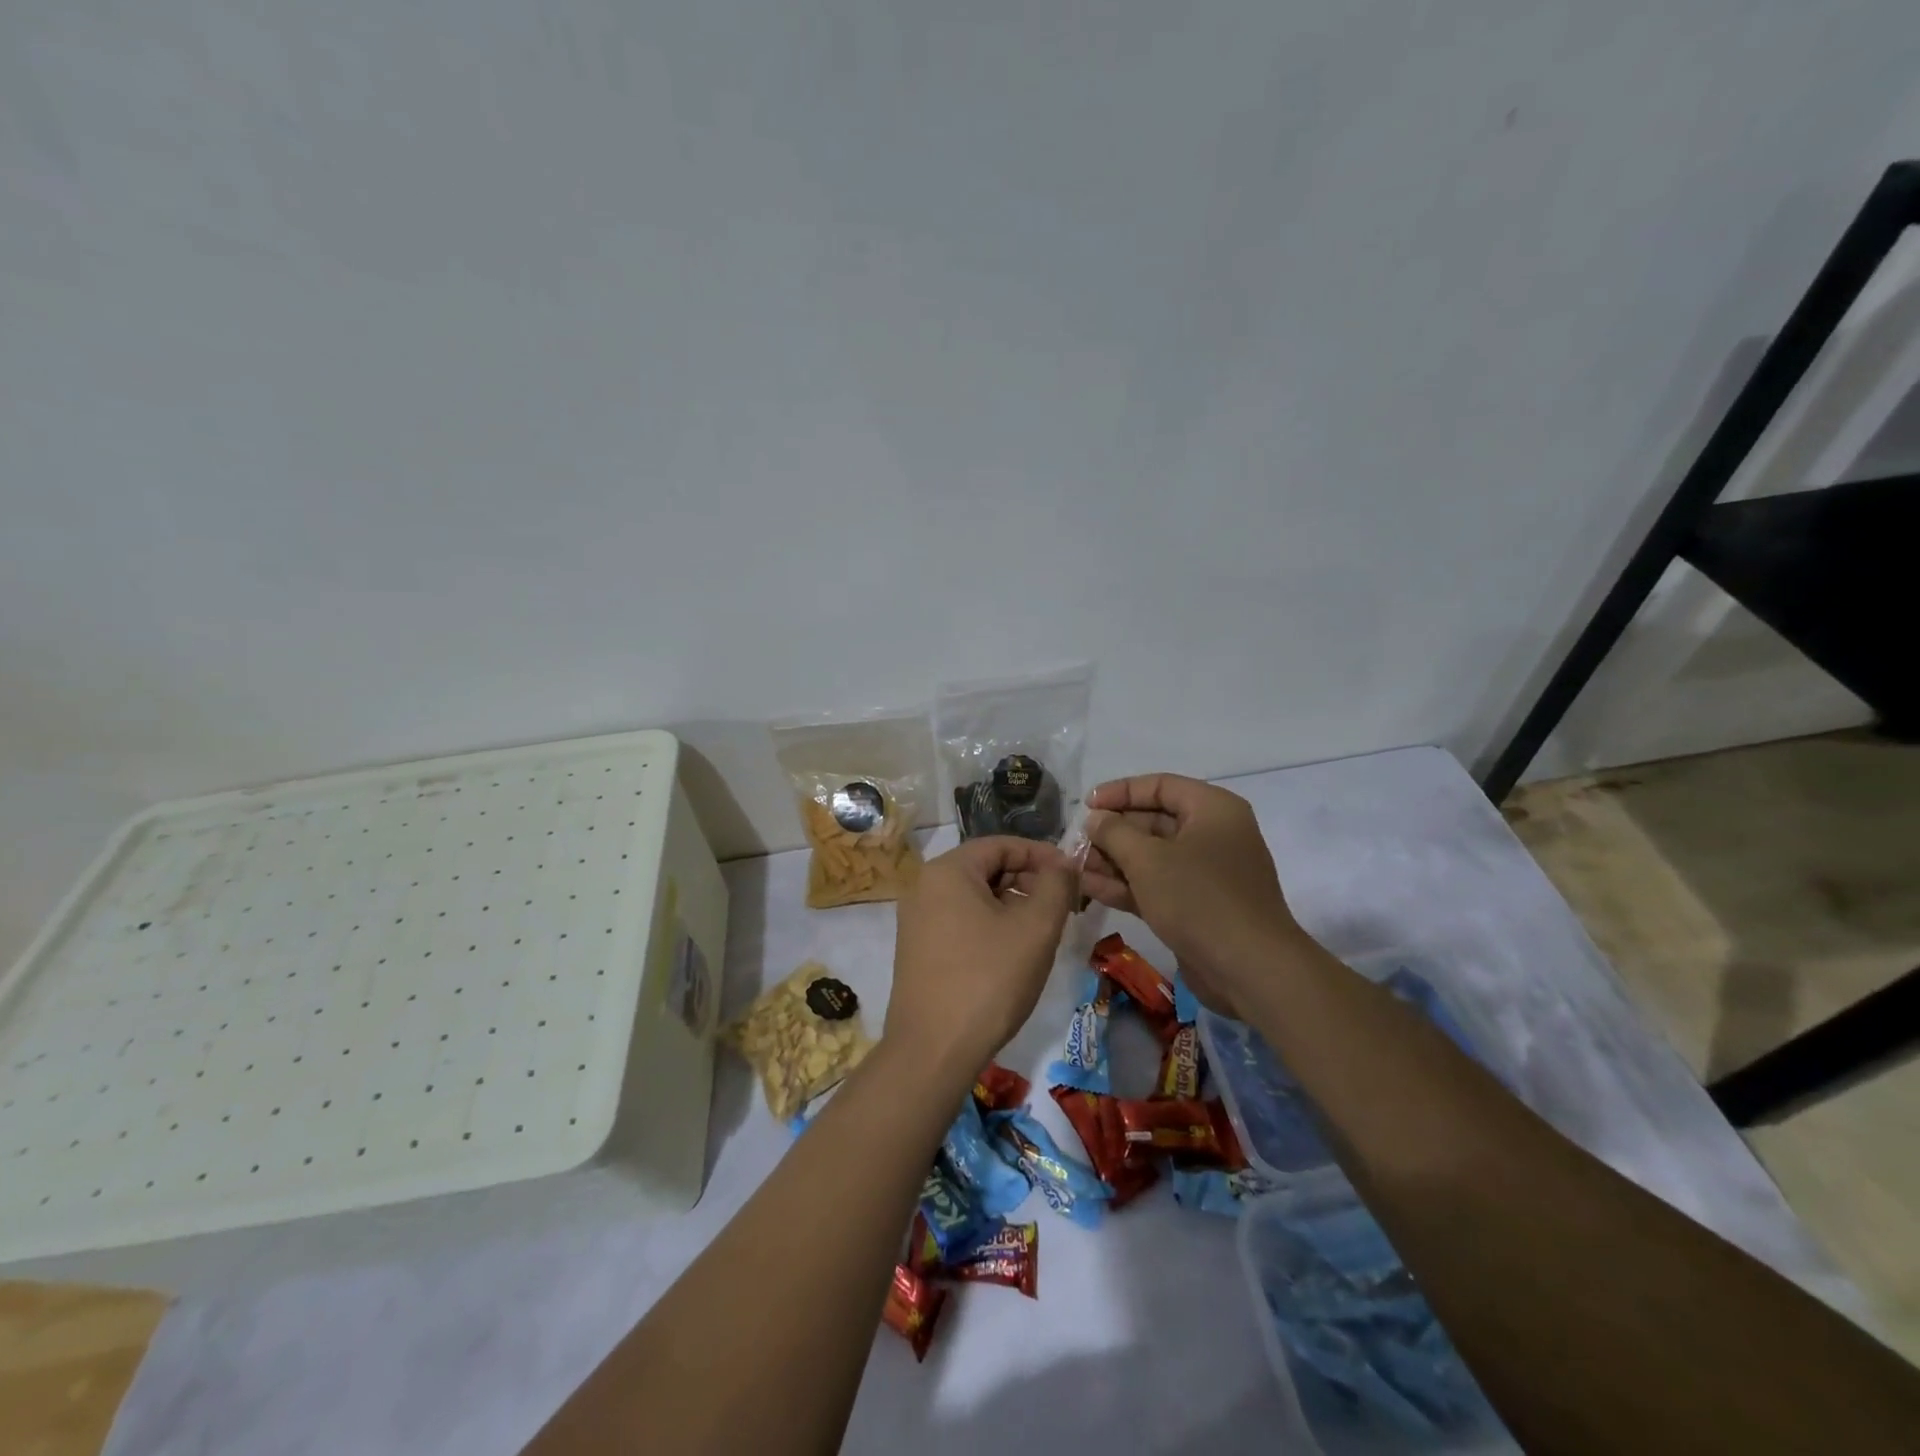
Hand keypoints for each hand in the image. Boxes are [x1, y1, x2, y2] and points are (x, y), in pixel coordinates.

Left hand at [887, 837, 1076, 1079]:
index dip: (1042, 854)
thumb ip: (1056, 885)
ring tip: (1044, 930)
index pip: (1002, 845)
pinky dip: (990, 924)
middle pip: (986, 868)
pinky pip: (960, 920)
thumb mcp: (1035, 928)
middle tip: (1064, 904)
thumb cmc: (989, 980)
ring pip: (974, 896)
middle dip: (1028, 880)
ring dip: (1012, 904)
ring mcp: (916, 919)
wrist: (933, 1050)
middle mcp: (924, 886)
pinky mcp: (917, 949)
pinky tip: (1014, 951)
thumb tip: (1063, 862)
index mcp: (947, 870)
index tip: (1073, 874)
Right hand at [1081, 774, 1309, 1016]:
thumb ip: (1114, 832)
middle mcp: (1212, 835)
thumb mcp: (1148, 859)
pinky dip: (1125, 885)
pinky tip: (1089, 887)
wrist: (1250, 969)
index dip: (1120, 792)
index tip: (1086, 805)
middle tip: (1076, 841)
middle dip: (1112, 832)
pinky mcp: (1196, 906)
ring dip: (1113, 860)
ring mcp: (1205, 873)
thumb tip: (1096, 819)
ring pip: (1151, 857)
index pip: (1160, 786)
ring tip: (1074, 866)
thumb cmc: (1199, 898)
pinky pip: (1156, 885)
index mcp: (1212, 809)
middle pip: (1153, 821)